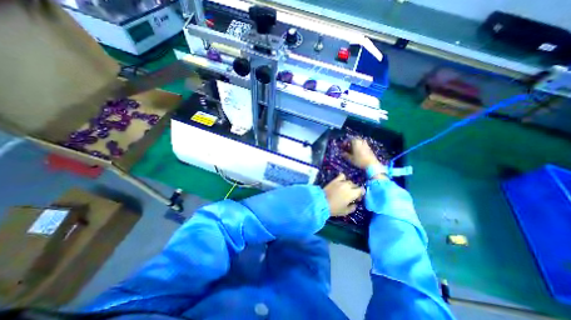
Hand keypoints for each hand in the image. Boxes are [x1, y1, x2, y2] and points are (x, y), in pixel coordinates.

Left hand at [323, 174, 362, 215]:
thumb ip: (352, 207)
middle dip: (355, 190)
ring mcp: (341, 182)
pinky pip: (341, 176)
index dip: (361, 194)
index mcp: (352, 194)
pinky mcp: (334, 180)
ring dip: (349, 185)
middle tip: (351, 195)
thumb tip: (355, 204)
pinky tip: (342, 182)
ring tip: (346, 189)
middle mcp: (348, 186)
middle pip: (355, 185)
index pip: (361, 190)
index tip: (357, 198)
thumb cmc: (334, 209)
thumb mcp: (345, 211)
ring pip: (349, 181)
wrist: (321, 202)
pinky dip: (343, 178)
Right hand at [344, 139, 377, 170]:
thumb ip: (345, 155)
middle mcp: (361, 141)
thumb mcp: (350, 158)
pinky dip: (358, 146)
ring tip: (351, 150)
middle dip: (350, 143)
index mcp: (356, 142)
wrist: (372, 164)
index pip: (348, 139)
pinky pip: (362, 144)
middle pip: (354, 139)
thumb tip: (342, 153)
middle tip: (346, 148)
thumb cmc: (359, 160)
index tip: (342, 147)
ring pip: (358, 142)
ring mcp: (366, 144)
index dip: (344, 143)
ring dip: (354, 145)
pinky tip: (357, 152)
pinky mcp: (369, 148)